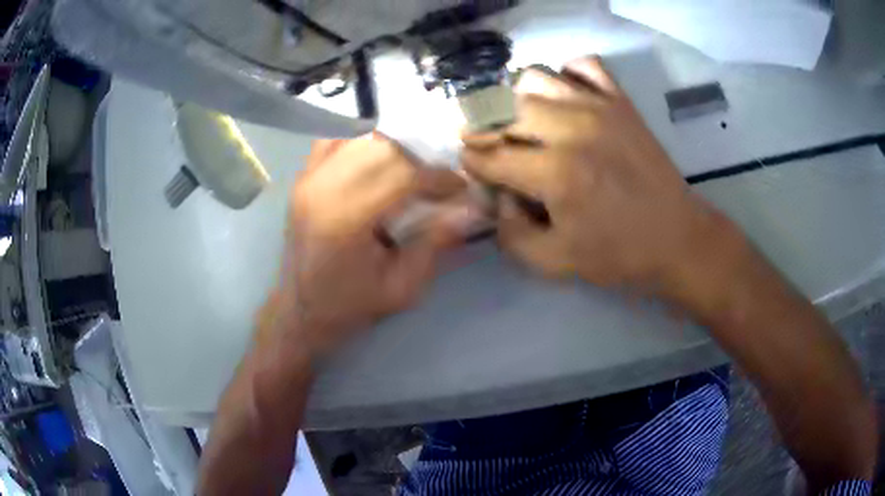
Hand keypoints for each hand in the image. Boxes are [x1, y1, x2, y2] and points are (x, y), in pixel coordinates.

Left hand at [271, 133, 470, 356]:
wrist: (301, 310)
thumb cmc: (350, 306)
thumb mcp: (402, 288)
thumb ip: (435, 243)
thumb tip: (471, 208)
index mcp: (346, 219)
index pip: (402, 174)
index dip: (438, 176)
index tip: (460, 186)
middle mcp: (323, 187)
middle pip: (383, 146)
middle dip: (420, 157)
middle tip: (438, 178)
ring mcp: (308, 178)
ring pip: (360, 137)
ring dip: (394, 146)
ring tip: (411, 169)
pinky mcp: (303, 177)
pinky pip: (336, 140)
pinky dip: (362, 141)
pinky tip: (377, 159)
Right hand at [462, 56, 729, 291]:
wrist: (677, 238)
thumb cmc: (619, 254)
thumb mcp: (555, 263)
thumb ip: (511, 233)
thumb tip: (497, 196)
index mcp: (555, 174)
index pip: (489, 156)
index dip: (472, 163)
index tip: (474, 169)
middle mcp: (571, 129)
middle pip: (503, 111)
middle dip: (484, 131)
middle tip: (490, 148)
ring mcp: (598, 107)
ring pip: (534, 78)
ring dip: (518, 99)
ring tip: (525, 122)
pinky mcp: (620, 101)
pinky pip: (583, 64)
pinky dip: (566, 74)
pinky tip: (566, 99)